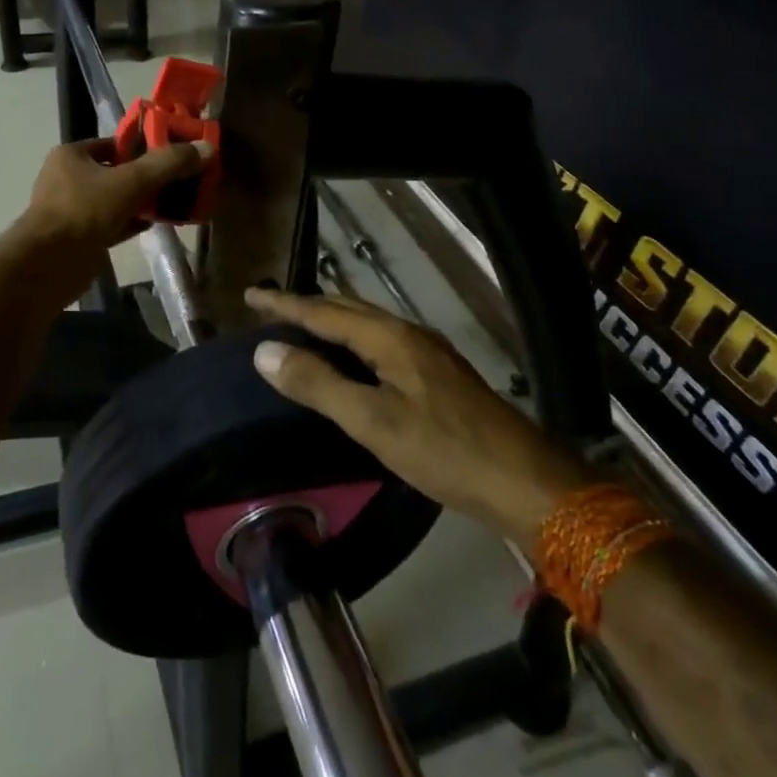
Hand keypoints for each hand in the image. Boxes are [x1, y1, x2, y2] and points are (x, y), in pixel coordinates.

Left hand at [9, 138, 211, 292]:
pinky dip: (133, 222)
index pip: (115, 144)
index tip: (174, 156)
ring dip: (143, 202)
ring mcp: (73, 210)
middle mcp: (68, 179)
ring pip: (117, 200)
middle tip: (181, 180)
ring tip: (176, 202)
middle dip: (148, 178)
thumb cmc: (84, 212)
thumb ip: (168, 164)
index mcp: (72, 156)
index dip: (145, 148)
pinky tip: (157, 223)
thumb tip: (206, 148)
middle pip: (118, 172)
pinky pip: (113, 223)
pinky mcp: (80, 237)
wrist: (49, 266)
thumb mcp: (131, 182)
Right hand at [245, 289, 588, 541]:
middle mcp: (409, 335)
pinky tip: (351, 362)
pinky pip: (382, 344)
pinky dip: (353, 343)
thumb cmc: (444, 451)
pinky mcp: (439, 376)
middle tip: (270, 308)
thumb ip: (318, 384)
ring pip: (368, 326)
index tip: (251, 294)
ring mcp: (428, 354)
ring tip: (302, 327)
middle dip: (307, 306)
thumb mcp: (373, 421)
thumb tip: (264, 351)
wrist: (526, 482)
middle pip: (348, 310)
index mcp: (390, 338)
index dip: (285, 304)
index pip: (325, 312)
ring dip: (332, 322)